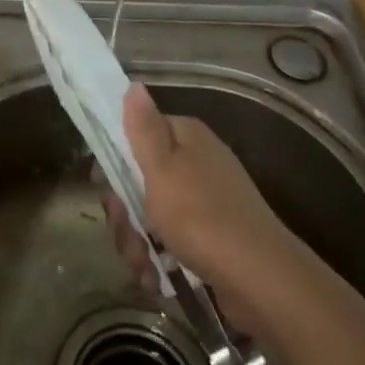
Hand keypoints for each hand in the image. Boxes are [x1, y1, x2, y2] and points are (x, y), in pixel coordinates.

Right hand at [100, 83, 295, 331]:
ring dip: (139, 243)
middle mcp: (195, 162)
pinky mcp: (212, 237)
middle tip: (127, 237)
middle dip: (125, 213)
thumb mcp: (161, 169)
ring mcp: (205, 200)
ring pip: (152, 214)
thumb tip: (134, 84)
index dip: (113, 161)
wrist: (261, 279)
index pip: (136, 136)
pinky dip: (160, 259)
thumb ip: (142, 128)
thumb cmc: (201, 217)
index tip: (103, 189)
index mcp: (184, 137)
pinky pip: (172, 240)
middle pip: (140, 179)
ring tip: (143, 268)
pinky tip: (157, 280)